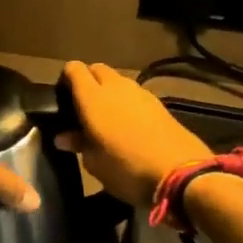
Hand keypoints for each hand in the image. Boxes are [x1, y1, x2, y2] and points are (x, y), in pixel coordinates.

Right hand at [56, 61, 211, 209]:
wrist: (181, 174)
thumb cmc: (127, 170)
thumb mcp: (95, 164)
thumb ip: (79, 143)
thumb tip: (63, 136)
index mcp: (93, 98)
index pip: (74, 69)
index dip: (66, 78)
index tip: (62, 97)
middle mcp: (116, 87)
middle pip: (97, 69)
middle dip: (88, 81)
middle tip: (82, 107)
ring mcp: (141, 93)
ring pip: (118, 80)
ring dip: (109, 91)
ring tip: (106, 117)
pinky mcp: (159, 103)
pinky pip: (135, 94)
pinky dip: (127, 102)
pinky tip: (129, 124)